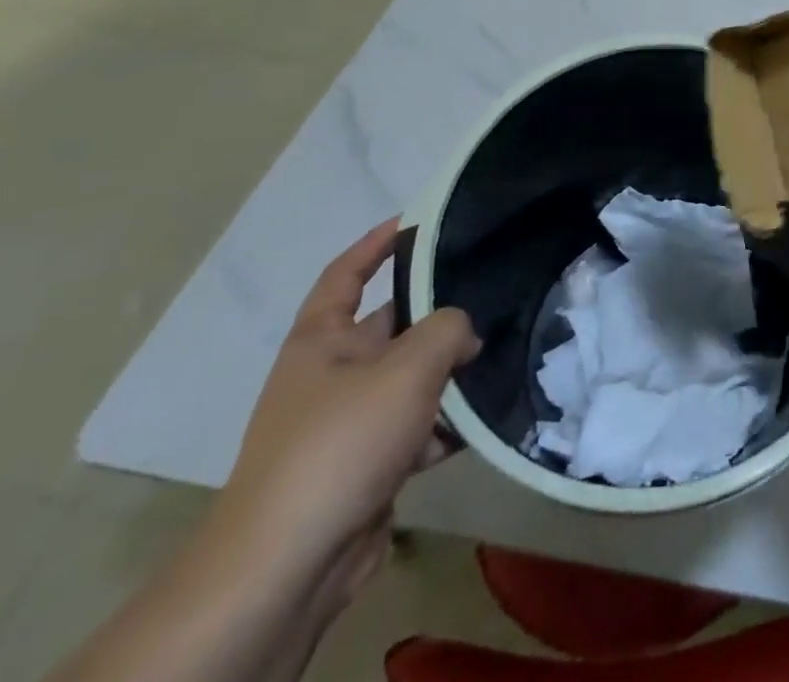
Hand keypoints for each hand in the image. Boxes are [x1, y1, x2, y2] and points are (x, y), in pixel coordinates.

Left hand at [215, 219, 479, 612]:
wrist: (289, 566)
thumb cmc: (341, 443)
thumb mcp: (407, 368)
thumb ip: (448, 329)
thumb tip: (464, 332)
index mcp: (321, 341)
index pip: (346, 275)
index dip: (375, 244)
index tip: (414, 221)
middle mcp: (330, 375)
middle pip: (392, 328)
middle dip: (438, 317)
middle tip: (491, 298)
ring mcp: (345, 424)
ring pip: (409, 381)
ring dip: (448, 376)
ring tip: (498, 359)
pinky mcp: (364, 467)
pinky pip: (413, 429)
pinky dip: (443, 426)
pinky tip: (479, 424)